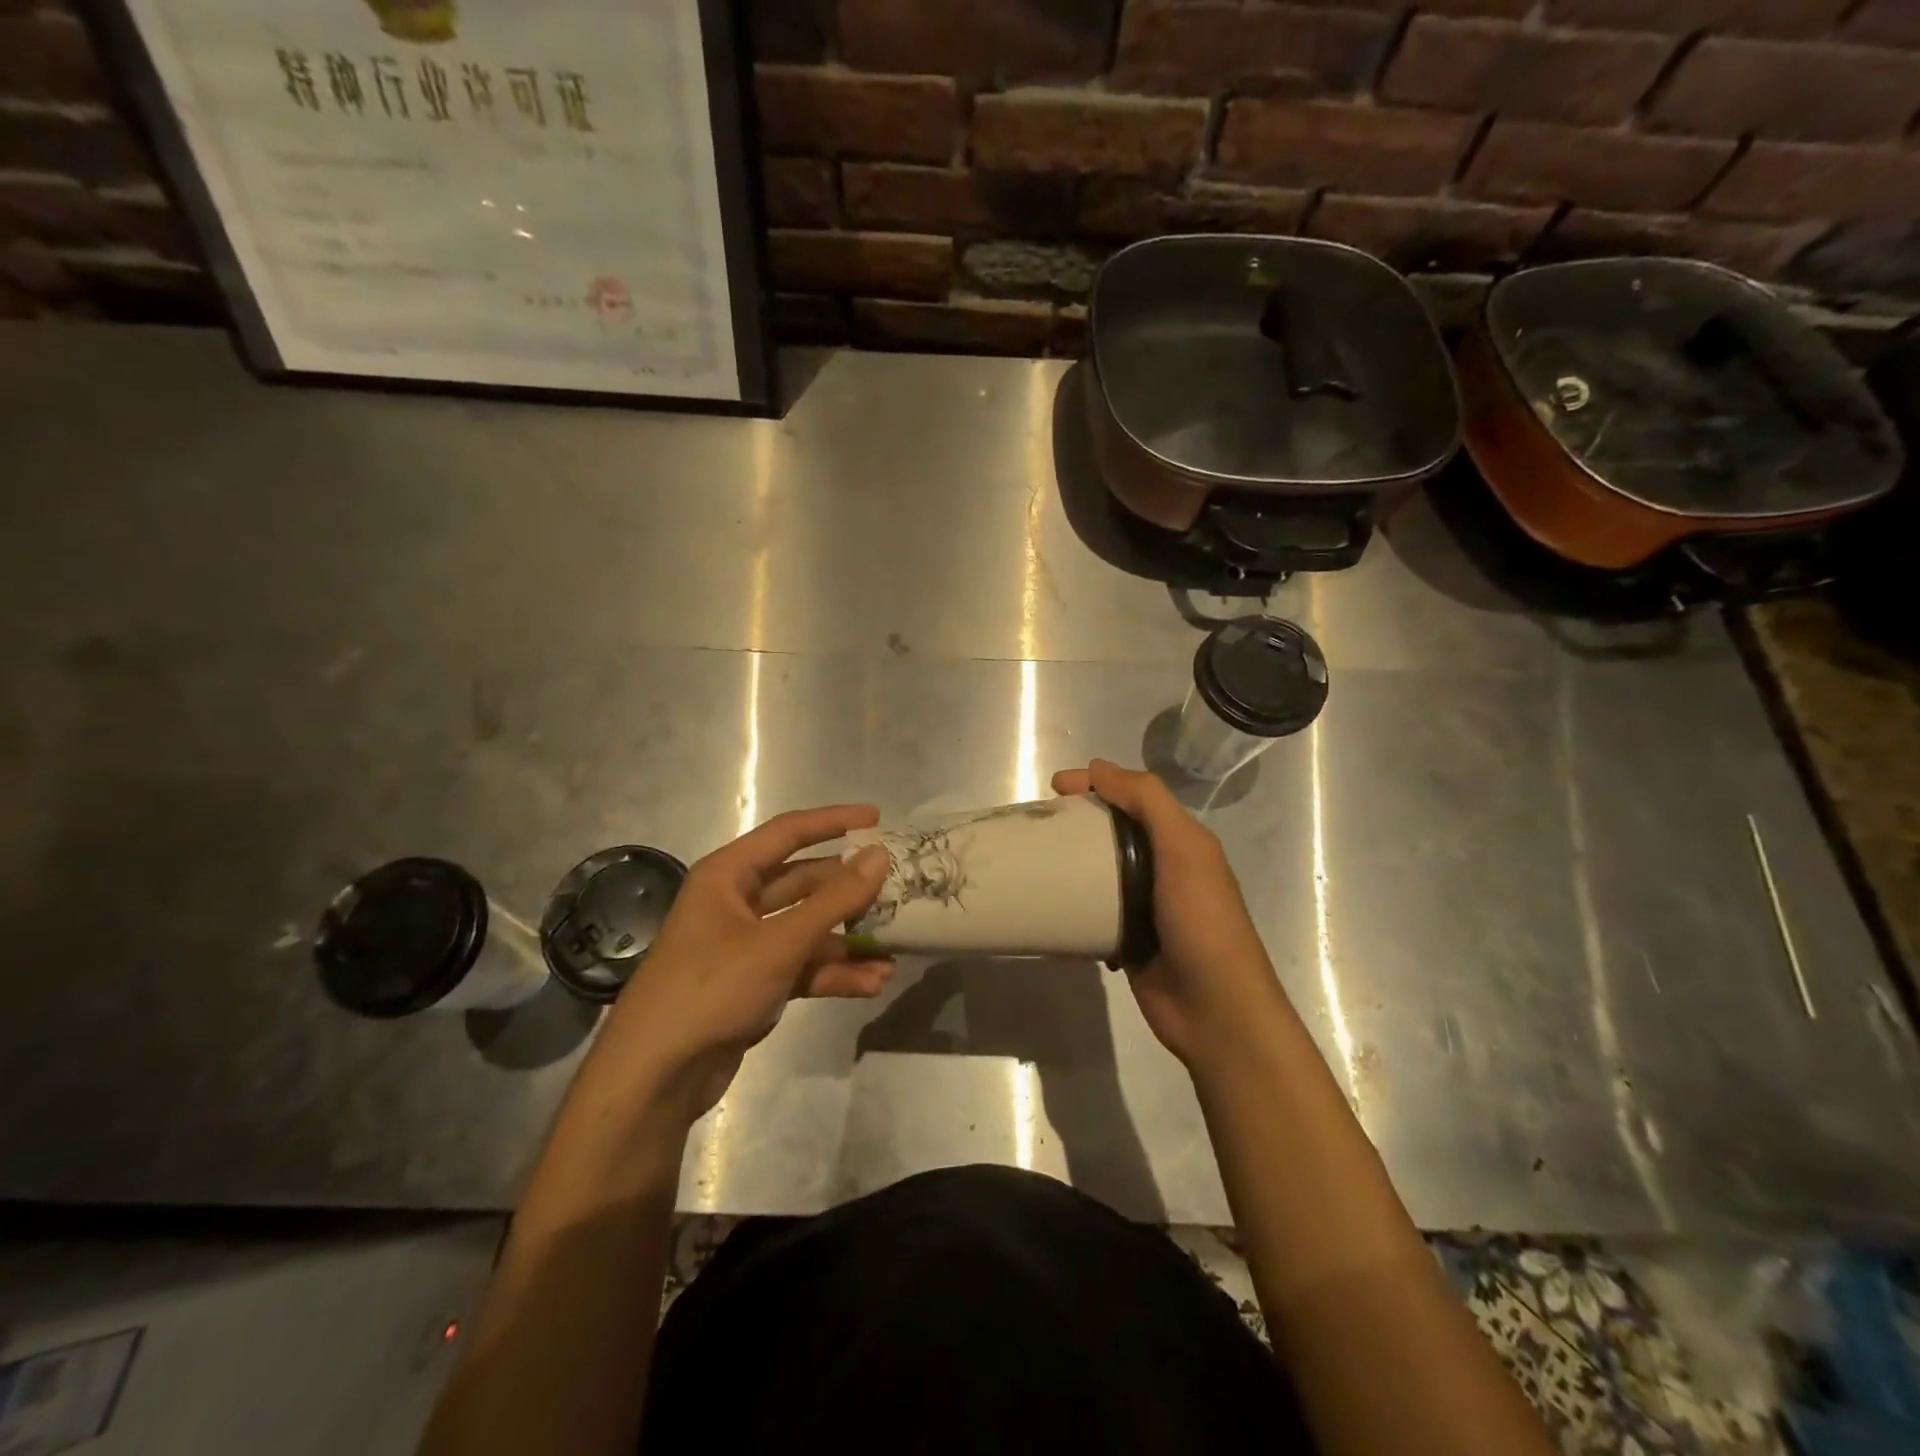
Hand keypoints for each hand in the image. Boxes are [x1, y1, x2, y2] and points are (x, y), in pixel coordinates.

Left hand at [598, 806, 894, 1121]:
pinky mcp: (754, 983)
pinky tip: (873, 983)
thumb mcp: (778, 943)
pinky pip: (802, 965)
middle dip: (849, 889)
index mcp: (728, 876)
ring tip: (895, 945)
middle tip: (898, 887)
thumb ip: (834, 900)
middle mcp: (736, 902)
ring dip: (848, 938)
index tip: (878, 818)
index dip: (834, 821)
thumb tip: (880, 855)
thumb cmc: (711, 989)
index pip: (788, 833)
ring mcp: (745, 945)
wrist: (655, 1078)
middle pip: (804, 883)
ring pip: (807, 928)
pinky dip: (834, 972)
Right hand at [1052, 760, 1289, 1068]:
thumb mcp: (1184, 849)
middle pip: (1114, 832)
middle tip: (1040, 823)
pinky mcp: (1128, 941)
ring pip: (1101, 871)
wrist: (1215, 1009)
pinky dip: (1074, 903)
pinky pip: (1094, 911)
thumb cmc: (1201, 921)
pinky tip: (1051, 902)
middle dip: (1079, 821)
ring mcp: (1146, 907)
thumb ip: (1148, 802)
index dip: (1097, 784)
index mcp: (1182, 842)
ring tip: (1037, 859)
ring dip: (1072, 862)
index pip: (1134, 798)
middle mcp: (1165, 868)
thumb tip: (1098, 767)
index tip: (1055, 786)